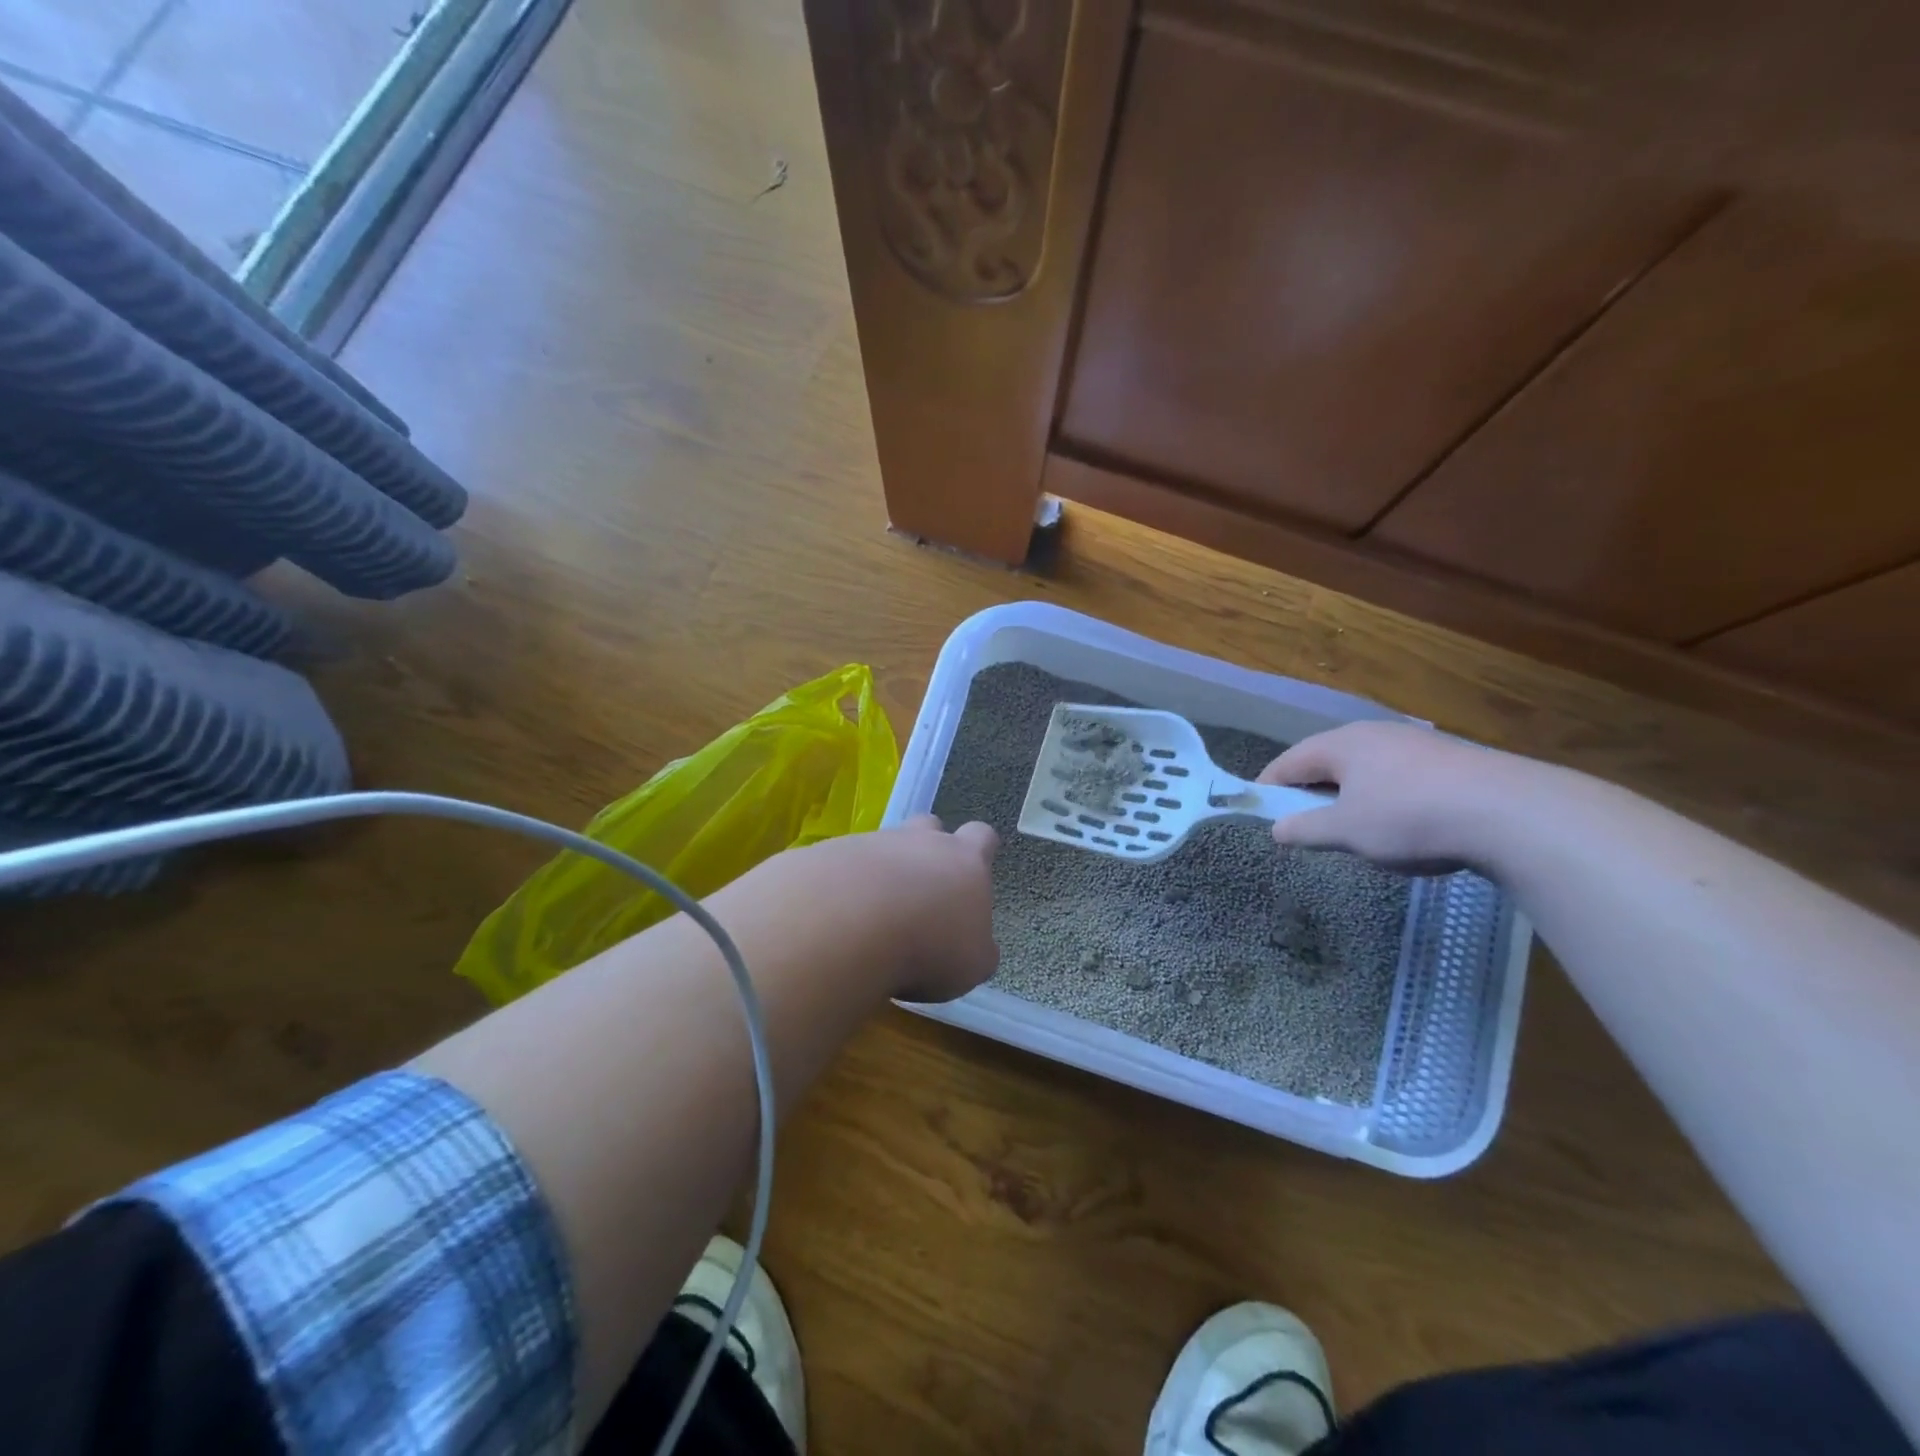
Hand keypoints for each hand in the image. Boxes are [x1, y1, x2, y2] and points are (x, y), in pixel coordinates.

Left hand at [819, 814, 999, 1002]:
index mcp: (965, 861)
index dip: (978, 852)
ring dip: (881, 872)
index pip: (981, 838)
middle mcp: (920, 841)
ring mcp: (872, 843)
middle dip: (927, 850)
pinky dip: (842, 888)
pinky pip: (841, 865)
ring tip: (872, 916)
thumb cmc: (929, 946)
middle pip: (929, 826)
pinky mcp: (828, 854)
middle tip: (921, 891)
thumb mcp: (972, 964)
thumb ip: (976, 949)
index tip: (970, 876)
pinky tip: (836, 920)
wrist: (850, 924)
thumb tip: (974, 946)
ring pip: (882, 845)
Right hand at [1257, 721, 1518, 873]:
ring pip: (1364, 769)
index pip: (1289, 762)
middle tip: (1304, 823)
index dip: (1269, 787)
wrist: (1511, 813)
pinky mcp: (1448, 761)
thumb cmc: (1409, 817)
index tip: (1259, 811)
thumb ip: (1305, 829)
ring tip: (1353, 828)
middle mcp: (1373, 734)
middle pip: (1326, 761)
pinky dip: (1384, 798)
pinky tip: (1401, 823)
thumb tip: (1277, 828)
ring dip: (1349, 796)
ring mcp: (1414, 744)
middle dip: (1311, 792)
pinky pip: (1398, 777)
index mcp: (1341, 744)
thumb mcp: (1347, 831)